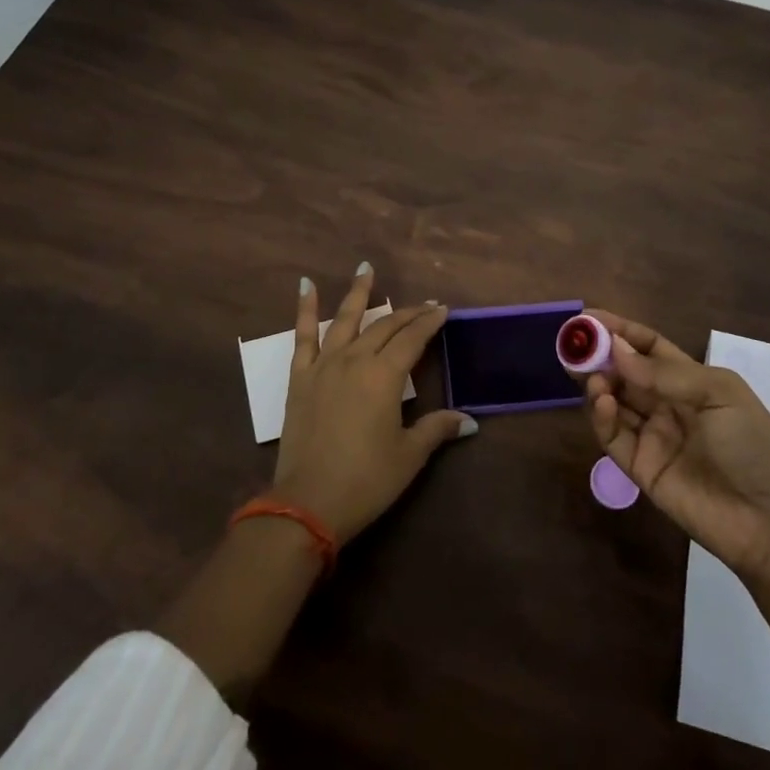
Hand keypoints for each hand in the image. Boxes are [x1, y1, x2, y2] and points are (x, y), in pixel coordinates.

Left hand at [273, 264, 474, 542]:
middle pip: (384, 327)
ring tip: (366, 268)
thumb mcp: (408, 455)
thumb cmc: (366, 480)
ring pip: (345, 319)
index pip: (413, 339)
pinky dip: (305, 309)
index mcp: (384, 376)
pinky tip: (306, 286)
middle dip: (406, 313)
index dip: (429, 322)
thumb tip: (469, 420)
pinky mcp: (300, 377)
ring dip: (358, 292)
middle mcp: (355, 360)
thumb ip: (436, 429)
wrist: (308, 502)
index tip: (442, 309)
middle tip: (423, 304)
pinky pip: (303, 336)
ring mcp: (324, 365)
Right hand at [584, 309, 769, 579]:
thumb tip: (615, 349)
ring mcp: (652, 437)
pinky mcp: (640, 468)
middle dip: (599, 356)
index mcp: (691, 381)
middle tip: (573, 346)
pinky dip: (602, 417)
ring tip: (590, 377)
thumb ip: (664, 373)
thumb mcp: (717, 394)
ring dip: (598, 384)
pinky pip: (613, 437)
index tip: (587, 319)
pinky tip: (602, 402)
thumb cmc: (752, 445)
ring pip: (613, 402)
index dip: (619, 330)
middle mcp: (667, 405)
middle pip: (624, 372)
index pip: (647, 347)